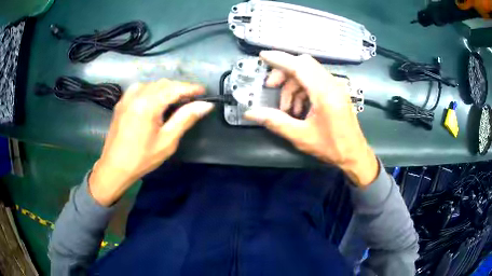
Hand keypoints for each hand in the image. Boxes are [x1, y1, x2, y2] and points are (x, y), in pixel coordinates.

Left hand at [89, 79, 213, 205]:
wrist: (114, 167)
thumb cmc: (142, 158)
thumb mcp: (167, 141)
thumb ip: (185, 119)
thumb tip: (205, 105)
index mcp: (148, 104)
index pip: (174, 88)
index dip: (191, 88)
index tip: (204, 91)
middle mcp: (136, 95)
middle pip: (163, 83)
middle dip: (179, 87)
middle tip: (192, 99)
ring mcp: (127, 97)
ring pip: (152, 84)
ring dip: (166, 88)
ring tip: (176, 99)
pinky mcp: (122, 102)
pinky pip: (141, 88)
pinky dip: (153, 90)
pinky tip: (156, 101)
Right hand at [244, 51, 377, 186]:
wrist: (354, 154)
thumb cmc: (332, 147)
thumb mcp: (301, 136)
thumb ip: (275, 122)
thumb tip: (250, 113)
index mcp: (324, 93)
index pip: (299, 66)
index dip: (279, 59)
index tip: (263, 56)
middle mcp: (331, 84)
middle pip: (303, 64)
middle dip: (284, 73)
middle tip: (271, 87)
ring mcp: (335, 86)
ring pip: (308, 72)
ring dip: (292, 85)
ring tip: (286, 108)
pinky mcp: (336, 91)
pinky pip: (315, 81)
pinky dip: (302, 89)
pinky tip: (298, 108)